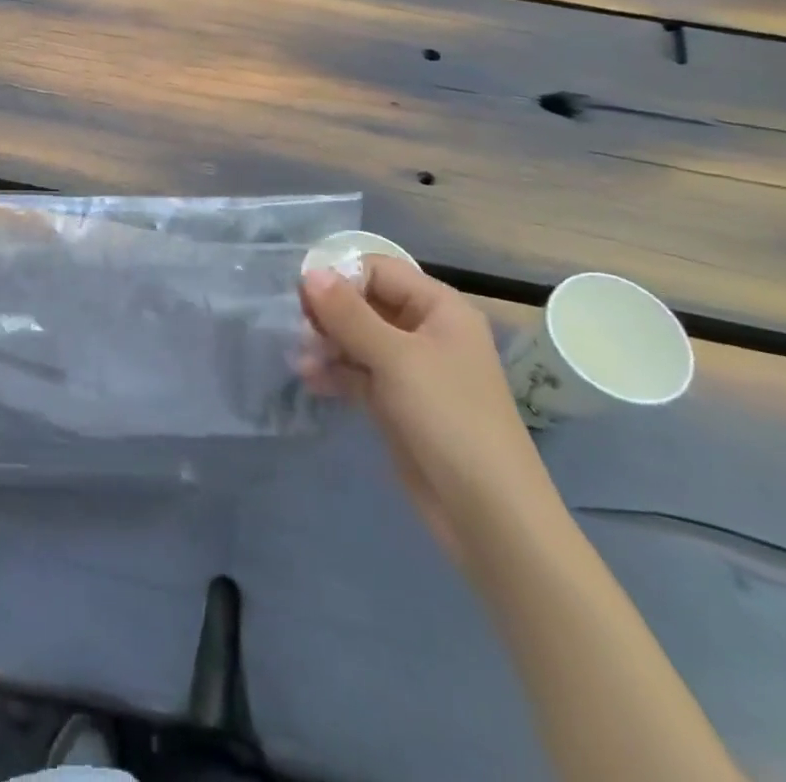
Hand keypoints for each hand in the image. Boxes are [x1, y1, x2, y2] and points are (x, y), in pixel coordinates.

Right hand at [299, 258, 554, 561]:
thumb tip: (310, 272)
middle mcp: (426, 331)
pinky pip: (358, 372)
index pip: (379, 270)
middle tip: (298, 329)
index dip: (340, 277)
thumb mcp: (395, 358)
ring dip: (326, 344)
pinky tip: (310, 380)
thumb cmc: (448, 418)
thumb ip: (348, 313)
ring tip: (300, 360)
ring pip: (357, 338)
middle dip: (329, 313)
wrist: (488, 514)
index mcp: (439, 308)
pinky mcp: (397, 402)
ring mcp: (411, 369)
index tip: (303, 296)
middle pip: (365, 303)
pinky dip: (334, 371)